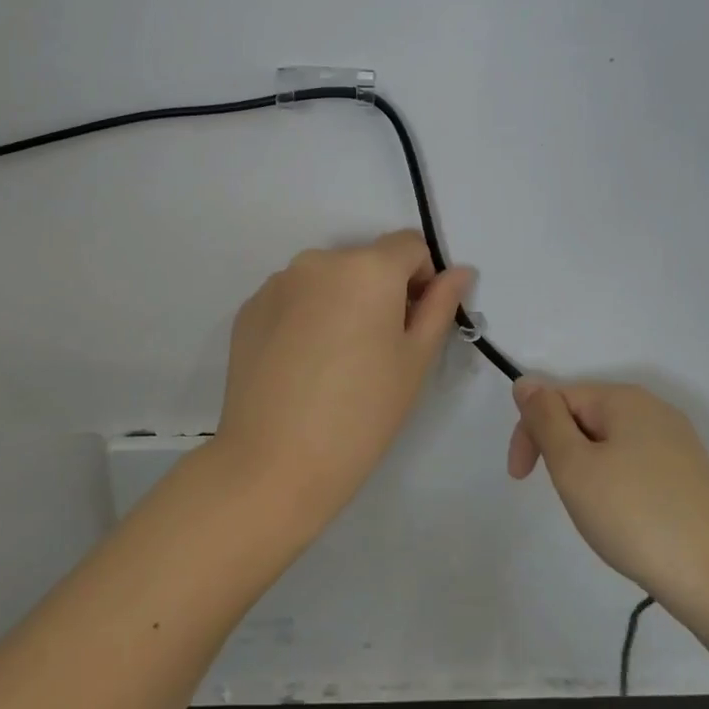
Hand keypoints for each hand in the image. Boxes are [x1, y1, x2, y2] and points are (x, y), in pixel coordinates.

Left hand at [215, 231, 473, 539]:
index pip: (409, 246)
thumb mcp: (415, 360)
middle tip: (378, 350)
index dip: (423, 278)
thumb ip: (440, 305)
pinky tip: (302, 365)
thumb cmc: (361, 413)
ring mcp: (277, 283)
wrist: (274, 463)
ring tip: (335, 361)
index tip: (415, 323)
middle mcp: (318, 260)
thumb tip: (459, 271)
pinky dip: (305, 317)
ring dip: (341, 302)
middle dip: (380, 292)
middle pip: (365, 261)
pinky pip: (292, 298)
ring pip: (326, 279)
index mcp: (367, 267)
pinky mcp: (249, 309)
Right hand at [509, 379, 708, 618]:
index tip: (522, 479)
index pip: (556, 398)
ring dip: (587, 472)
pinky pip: (635, 466)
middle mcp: (654, 410)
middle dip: (562, 453)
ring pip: (608, 445)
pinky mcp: (692, 477)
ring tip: (597, 513)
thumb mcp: (574, 465)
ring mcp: (678, 444)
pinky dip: (617, 487)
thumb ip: (544, 418)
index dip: (531, 434)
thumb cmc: (635, 516)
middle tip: (566, 498)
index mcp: (624, 399)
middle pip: (583, 417)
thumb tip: (526, 382)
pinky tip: (626, 521)